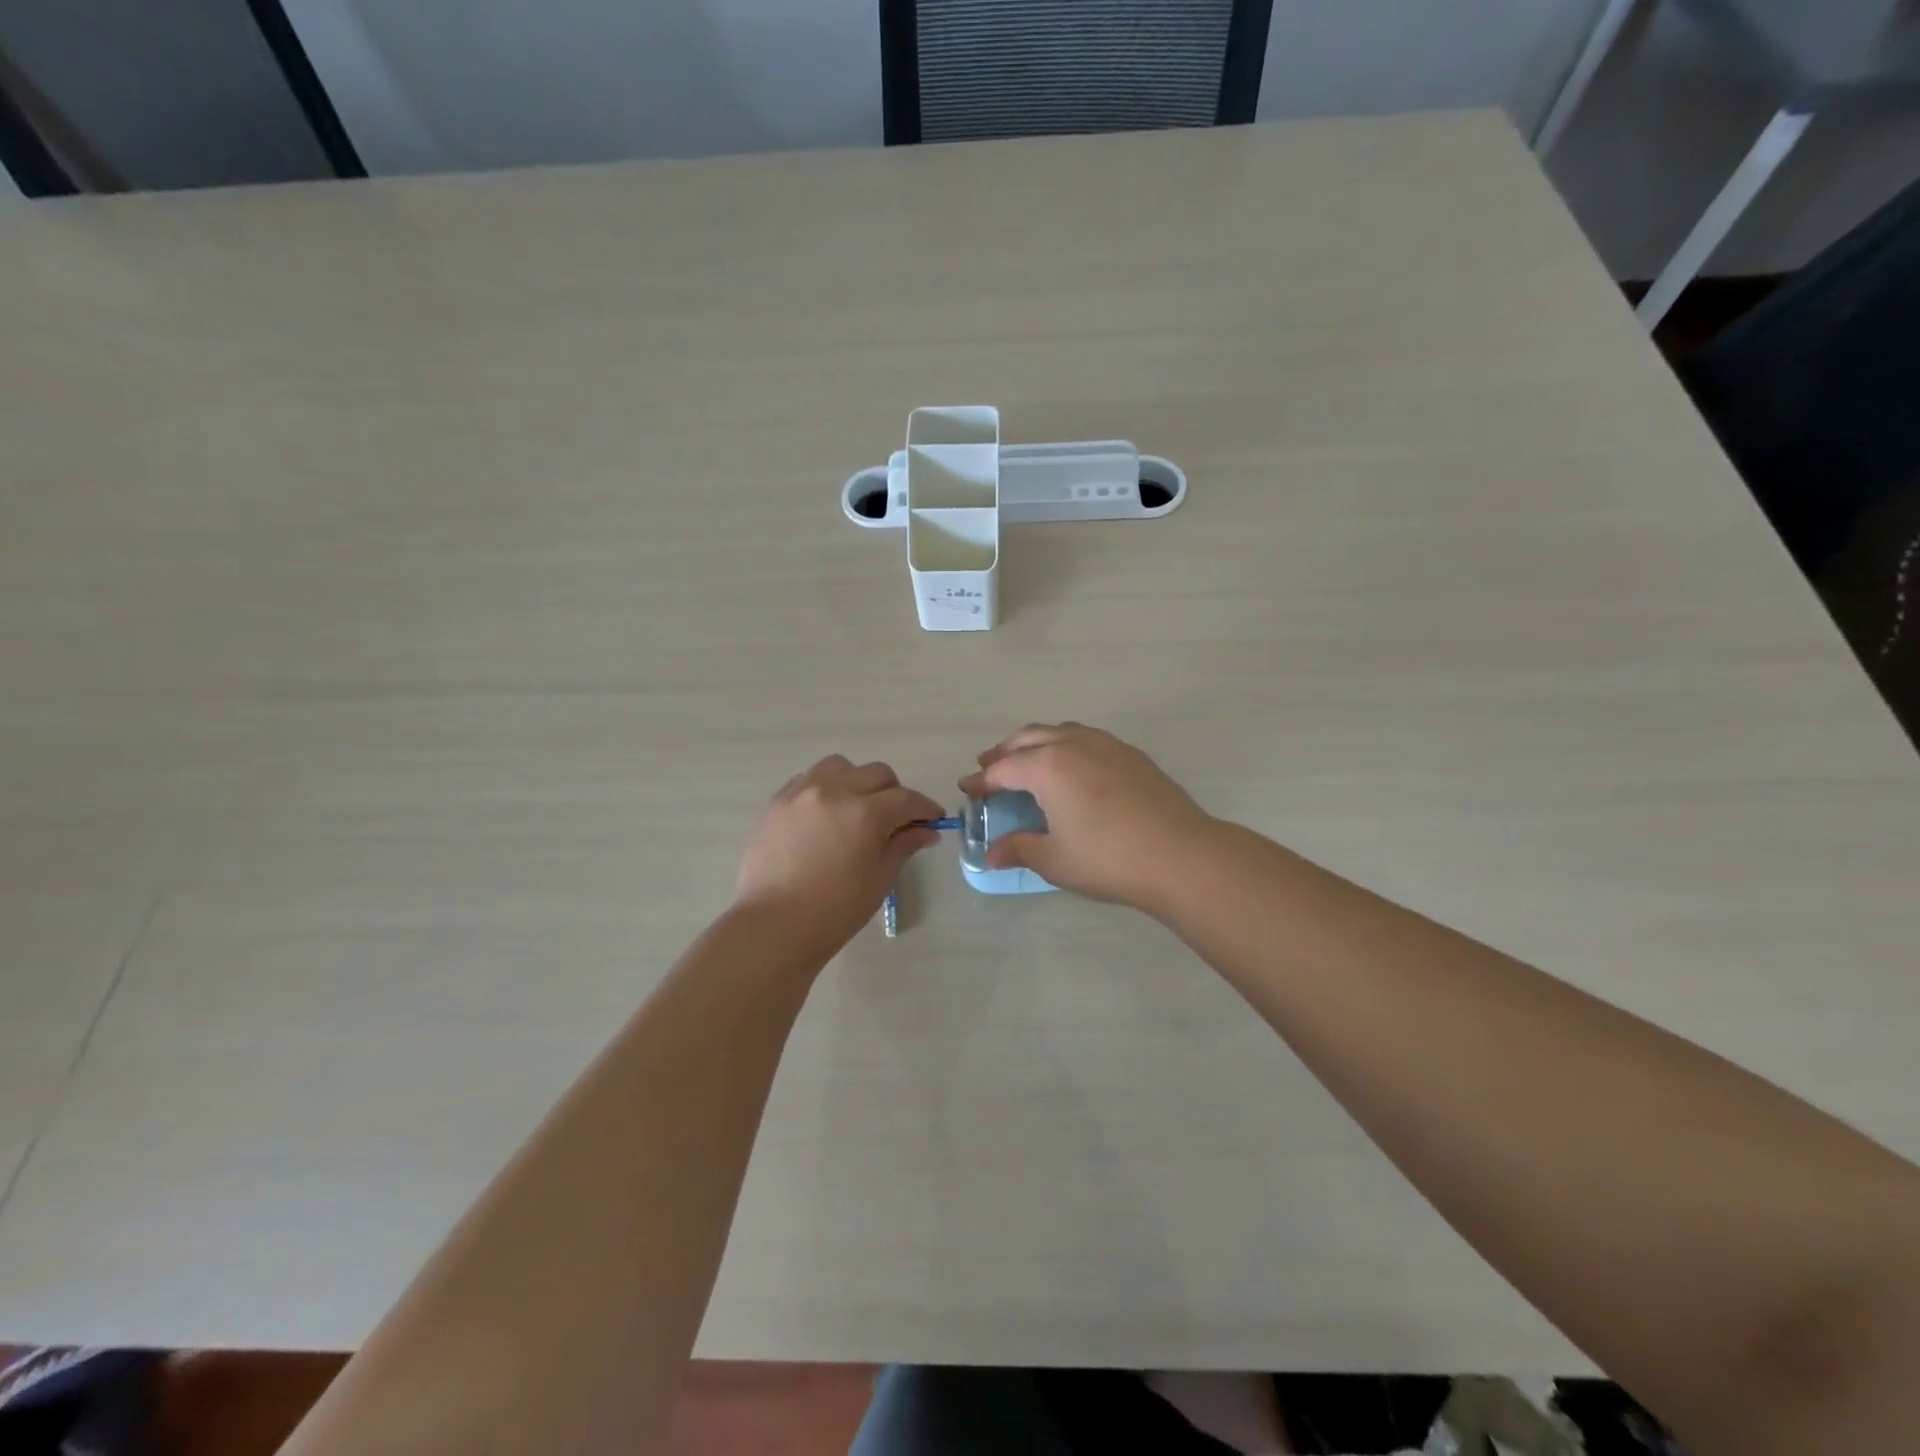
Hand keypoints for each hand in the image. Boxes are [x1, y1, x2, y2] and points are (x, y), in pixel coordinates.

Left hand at [737, 756, 945, 952]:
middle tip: (896, 821)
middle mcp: (835, 790)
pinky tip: (826, 814)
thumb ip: (903, 846)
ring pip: (841, 766)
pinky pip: (809, 778)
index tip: (933, 820)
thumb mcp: (879, 879)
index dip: (926, 809)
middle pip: (878, 774)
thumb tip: (926, 831)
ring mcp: (802, 792)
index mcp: (865, 813)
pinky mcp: (778, 801)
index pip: (907, 799)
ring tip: (856, 809)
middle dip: (895, 794)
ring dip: (857, 781)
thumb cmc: (835, 910)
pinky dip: (826, 787)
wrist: (774, 925)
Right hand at [959, 723, 1215, 908]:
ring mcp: (1106, 745)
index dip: (981, 780)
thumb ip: (1018, 849)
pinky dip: (1066, 746)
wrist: (1180, 854)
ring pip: (1060, 732)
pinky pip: (1087, 739)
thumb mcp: (1054, 859)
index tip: (967, 789)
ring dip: (1036, 743)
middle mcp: (1073, 745)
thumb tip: (991, 855)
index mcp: (1047, 766)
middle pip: (1028, 738)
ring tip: (1028, 761)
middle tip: (990, 768)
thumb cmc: (1107, 858)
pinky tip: (1073, 768)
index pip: (1003, 768)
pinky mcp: (1132, 755)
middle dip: (1004, 752)